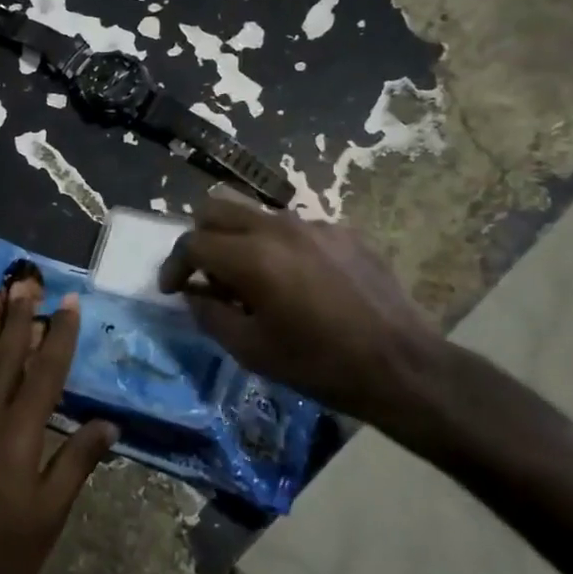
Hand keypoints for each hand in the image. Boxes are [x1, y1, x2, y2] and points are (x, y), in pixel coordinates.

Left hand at [0, 281, 116, 573]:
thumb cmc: (5, 556)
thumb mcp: (52, 514)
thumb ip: (77, 461)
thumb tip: (109, 423)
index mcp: (21, 439)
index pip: (46, 374)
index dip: (59, 336)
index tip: (68, 304)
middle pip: (6, 357)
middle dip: (19, 317)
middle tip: (28, 282)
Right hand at [157, 198, 446, 440]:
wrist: (401, 365)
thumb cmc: (319, 364)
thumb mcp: (251, 350)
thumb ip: (210, 314)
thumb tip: (193, 293)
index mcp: (252, 256)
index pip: (192, 242)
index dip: (173, 264)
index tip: (171, 288)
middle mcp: (279, 227)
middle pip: (217, 208)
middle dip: (200, 238)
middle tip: (206, 275)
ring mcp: (315, 225)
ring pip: (256, 215)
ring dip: (239, 240)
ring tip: (252, 281)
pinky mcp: (344, 232)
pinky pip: (294, 229)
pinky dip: (278, 248)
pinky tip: (296, 283)